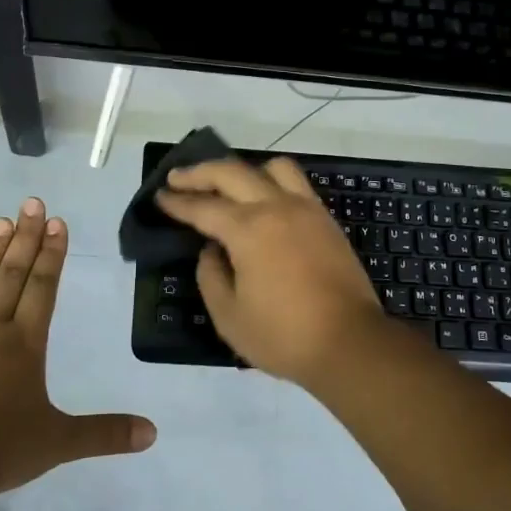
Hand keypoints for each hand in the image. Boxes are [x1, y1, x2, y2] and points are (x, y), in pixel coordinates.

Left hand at [0, 199, 156, 492]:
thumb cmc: (0, 448)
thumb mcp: (59, 442)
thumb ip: (105, 433)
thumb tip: (153, 434)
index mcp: (25, 344)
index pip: (43, 288)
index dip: (52, 254)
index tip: (57, 222)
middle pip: (12, 275)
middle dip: (25, 238)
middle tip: (32, 203)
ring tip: (0, 221)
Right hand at [157, 157, 396, 385]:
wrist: (350, 343)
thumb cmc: (283, 336)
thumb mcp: (229, 316)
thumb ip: (210, 276)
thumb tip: (212, 251)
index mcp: (248, 230)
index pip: (203, 207)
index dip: (177, 202)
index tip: (160, 196)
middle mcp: (276, 208)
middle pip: (232, 172)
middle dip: (199, 173)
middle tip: (178, 178)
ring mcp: (306, 210)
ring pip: (271, 167)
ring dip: (243, 169)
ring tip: (227, 183)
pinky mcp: (326, 220)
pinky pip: (296, 184)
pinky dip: (272, 181)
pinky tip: (263, 200)